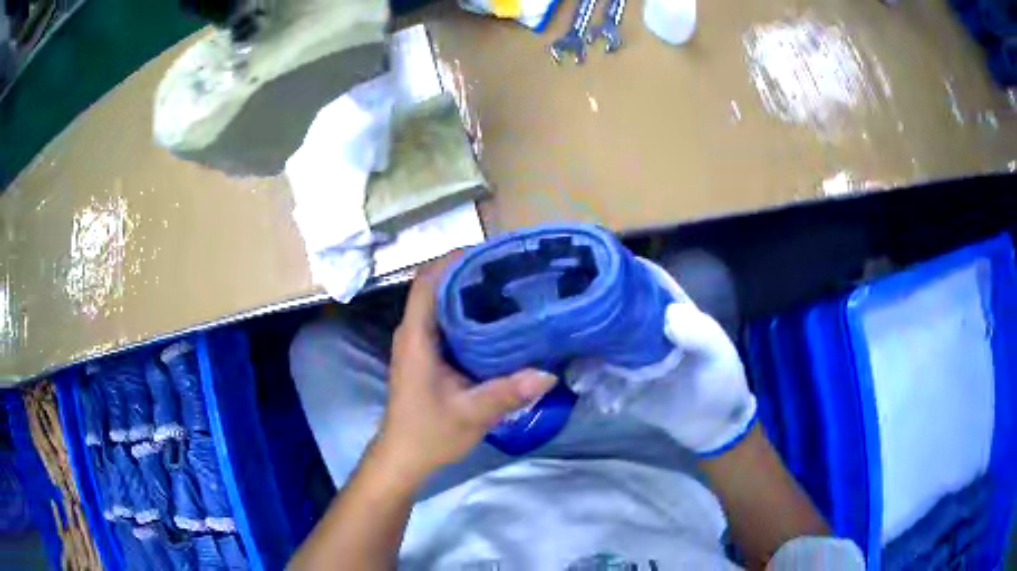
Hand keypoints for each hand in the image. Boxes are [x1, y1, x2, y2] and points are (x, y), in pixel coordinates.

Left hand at [374, 253, 557, 484]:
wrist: (404, 456)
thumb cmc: (428, 433)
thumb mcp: (471, 414)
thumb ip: (507, 393)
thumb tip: (549, 373)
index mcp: (417, 337)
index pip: (427, 281)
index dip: (453, 260)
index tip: (490, 252)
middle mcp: (414, 332)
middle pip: (437, 286)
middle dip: (469, 271)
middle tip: (511, 268)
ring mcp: (419, 343)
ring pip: (442, 303)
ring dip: (470, 291)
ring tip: (510, 286)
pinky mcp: (427, 355)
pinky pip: (447, 322)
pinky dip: (469, 313)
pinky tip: (499, 321)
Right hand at [570, 263, 755, 454]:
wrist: (714, 425)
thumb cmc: (721, 381)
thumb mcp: (718, 355)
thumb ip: (699, 334)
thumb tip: (669, 317)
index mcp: (665, 309)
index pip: (636, 281)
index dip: (614, 275)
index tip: (588, 277)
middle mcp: (640, 328)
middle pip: (606, 314)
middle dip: (588, 325)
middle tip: (576, 341)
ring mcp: (627, 356)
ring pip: (595, 348)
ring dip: (585, 364)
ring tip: (587, 384)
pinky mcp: (620, 384)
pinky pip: (598, 381)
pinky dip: (595, 390)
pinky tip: (608, 404)